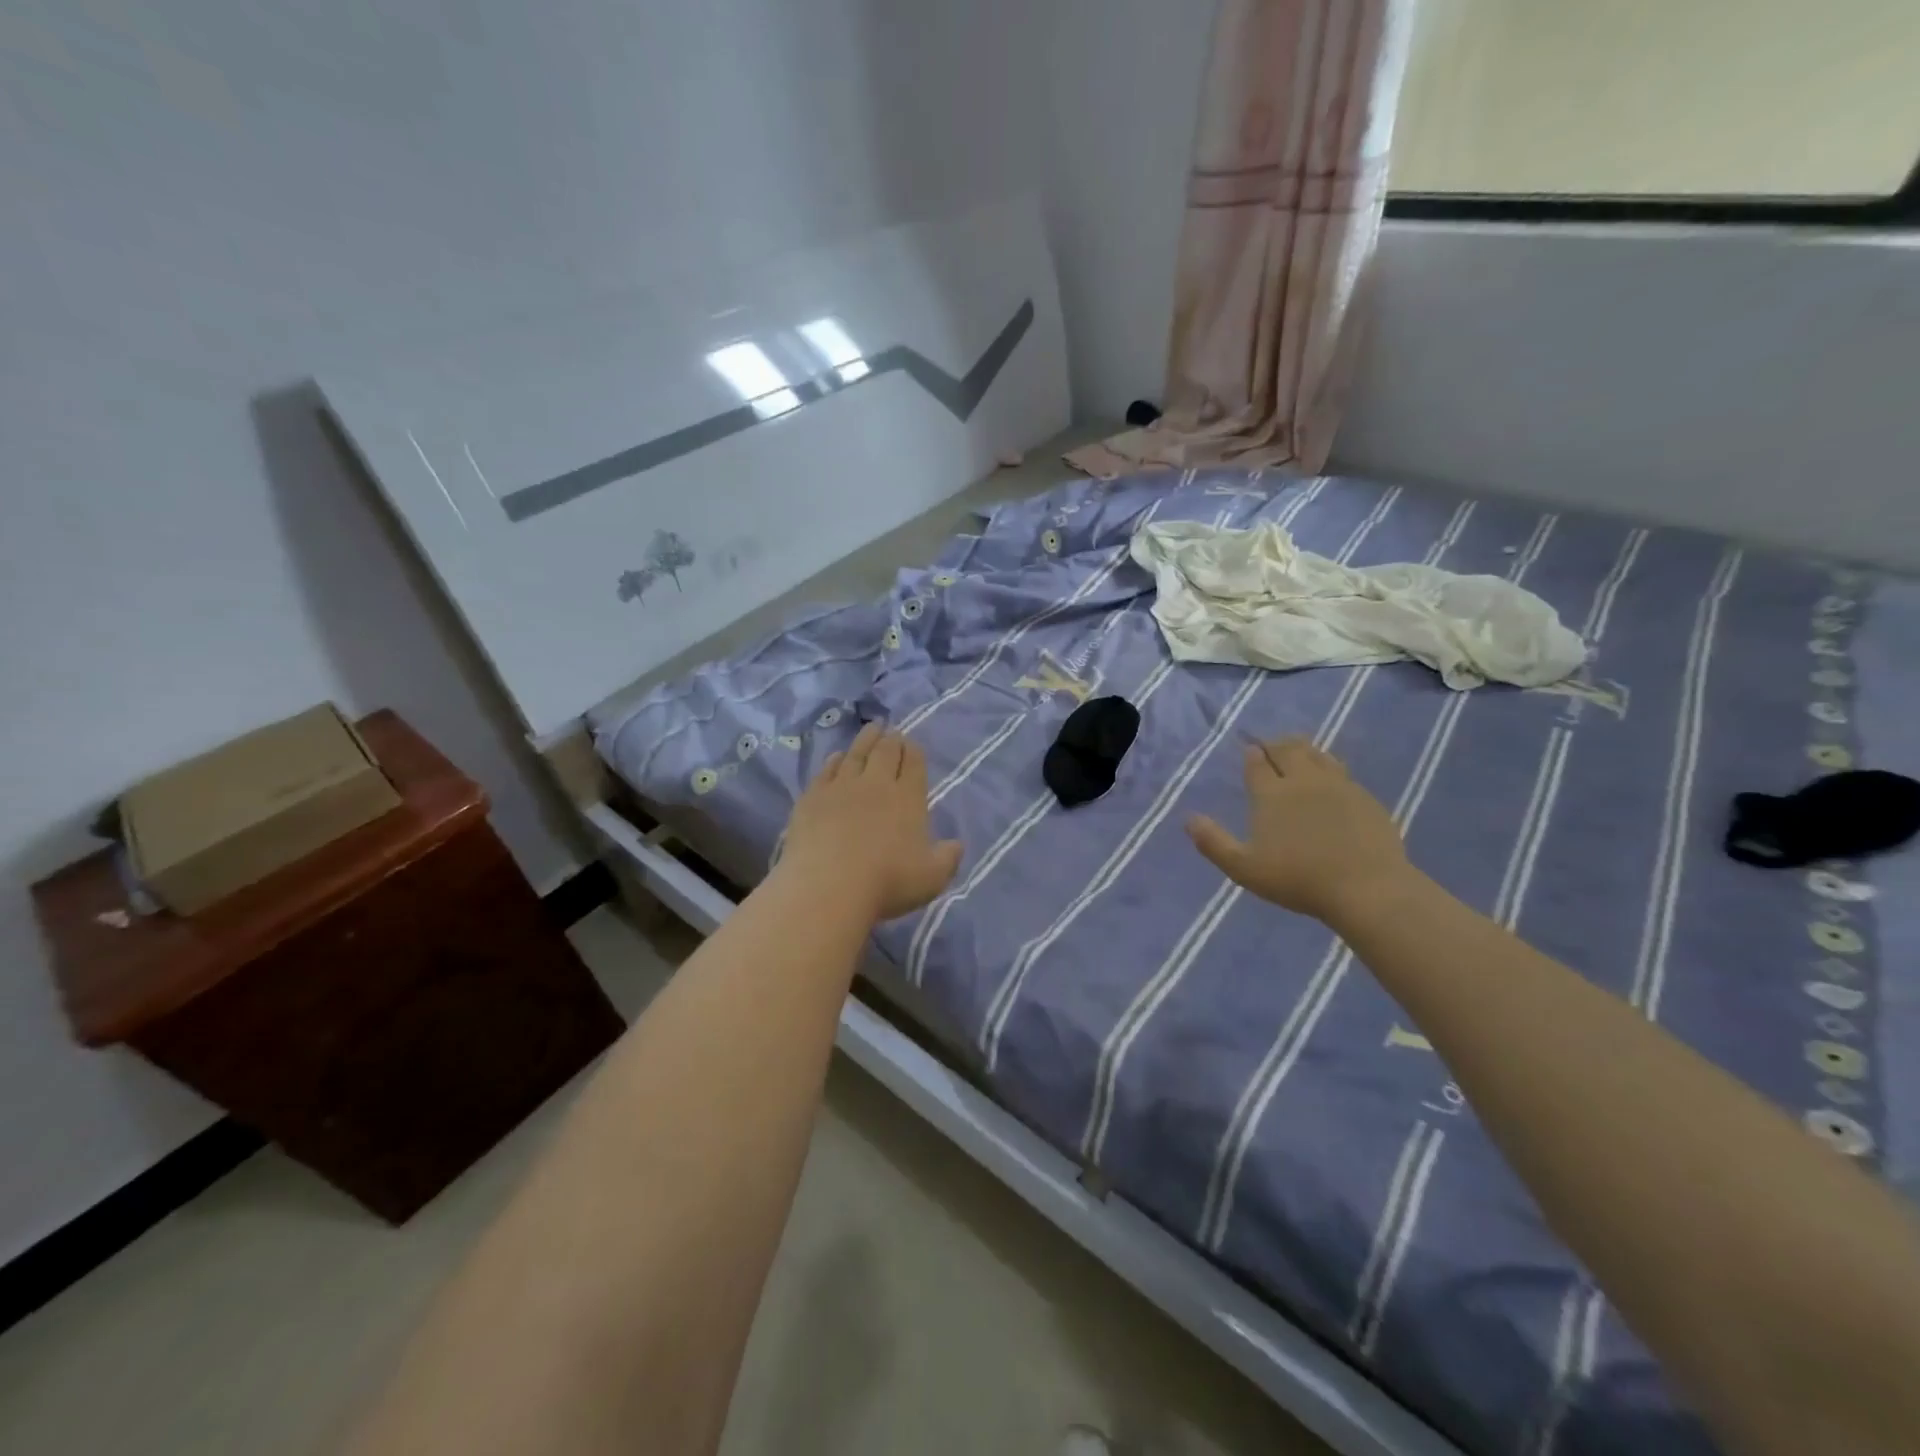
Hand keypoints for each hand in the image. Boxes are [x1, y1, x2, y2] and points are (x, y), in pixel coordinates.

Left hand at [782, 723, 962, 922]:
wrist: (828, 887)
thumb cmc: (887, 883)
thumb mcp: (932, 878)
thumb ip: (948, 858)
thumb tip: (956, 845)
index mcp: (907, 797)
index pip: (913, 763)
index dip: (913, 750)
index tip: (912, 744)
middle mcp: (875, 784)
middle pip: (884, 751)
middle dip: (891, 739)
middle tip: (891, 731)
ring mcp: (840, 788)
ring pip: (855, 754)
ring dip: (865, 740)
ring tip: (870, 730)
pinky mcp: (812, 798)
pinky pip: (826, 771)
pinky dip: (834, 760)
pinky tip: (836, 758)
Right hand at [1186, 736, 1409, 923]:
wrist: (1366, 888)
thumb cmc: (1298, 880)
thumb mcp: (1244, 868)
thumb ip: (1213, 842)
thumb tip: (1188, 819)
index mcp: (1271, 794)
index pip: (1257, 764)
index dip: (1251, 754)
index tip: (1248, 749)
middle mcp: (1303, 780)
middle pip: (1287, 749)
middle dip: (1275, 744)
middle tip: (1269, 746)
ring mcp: (1338, 785)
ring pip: (1316, 754)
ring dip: (1302, 748)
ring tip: (1296, 750)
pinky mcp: (1364, 797)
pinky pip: (1341, 770)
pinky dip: (1328, 765)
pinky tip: (1329, 775)